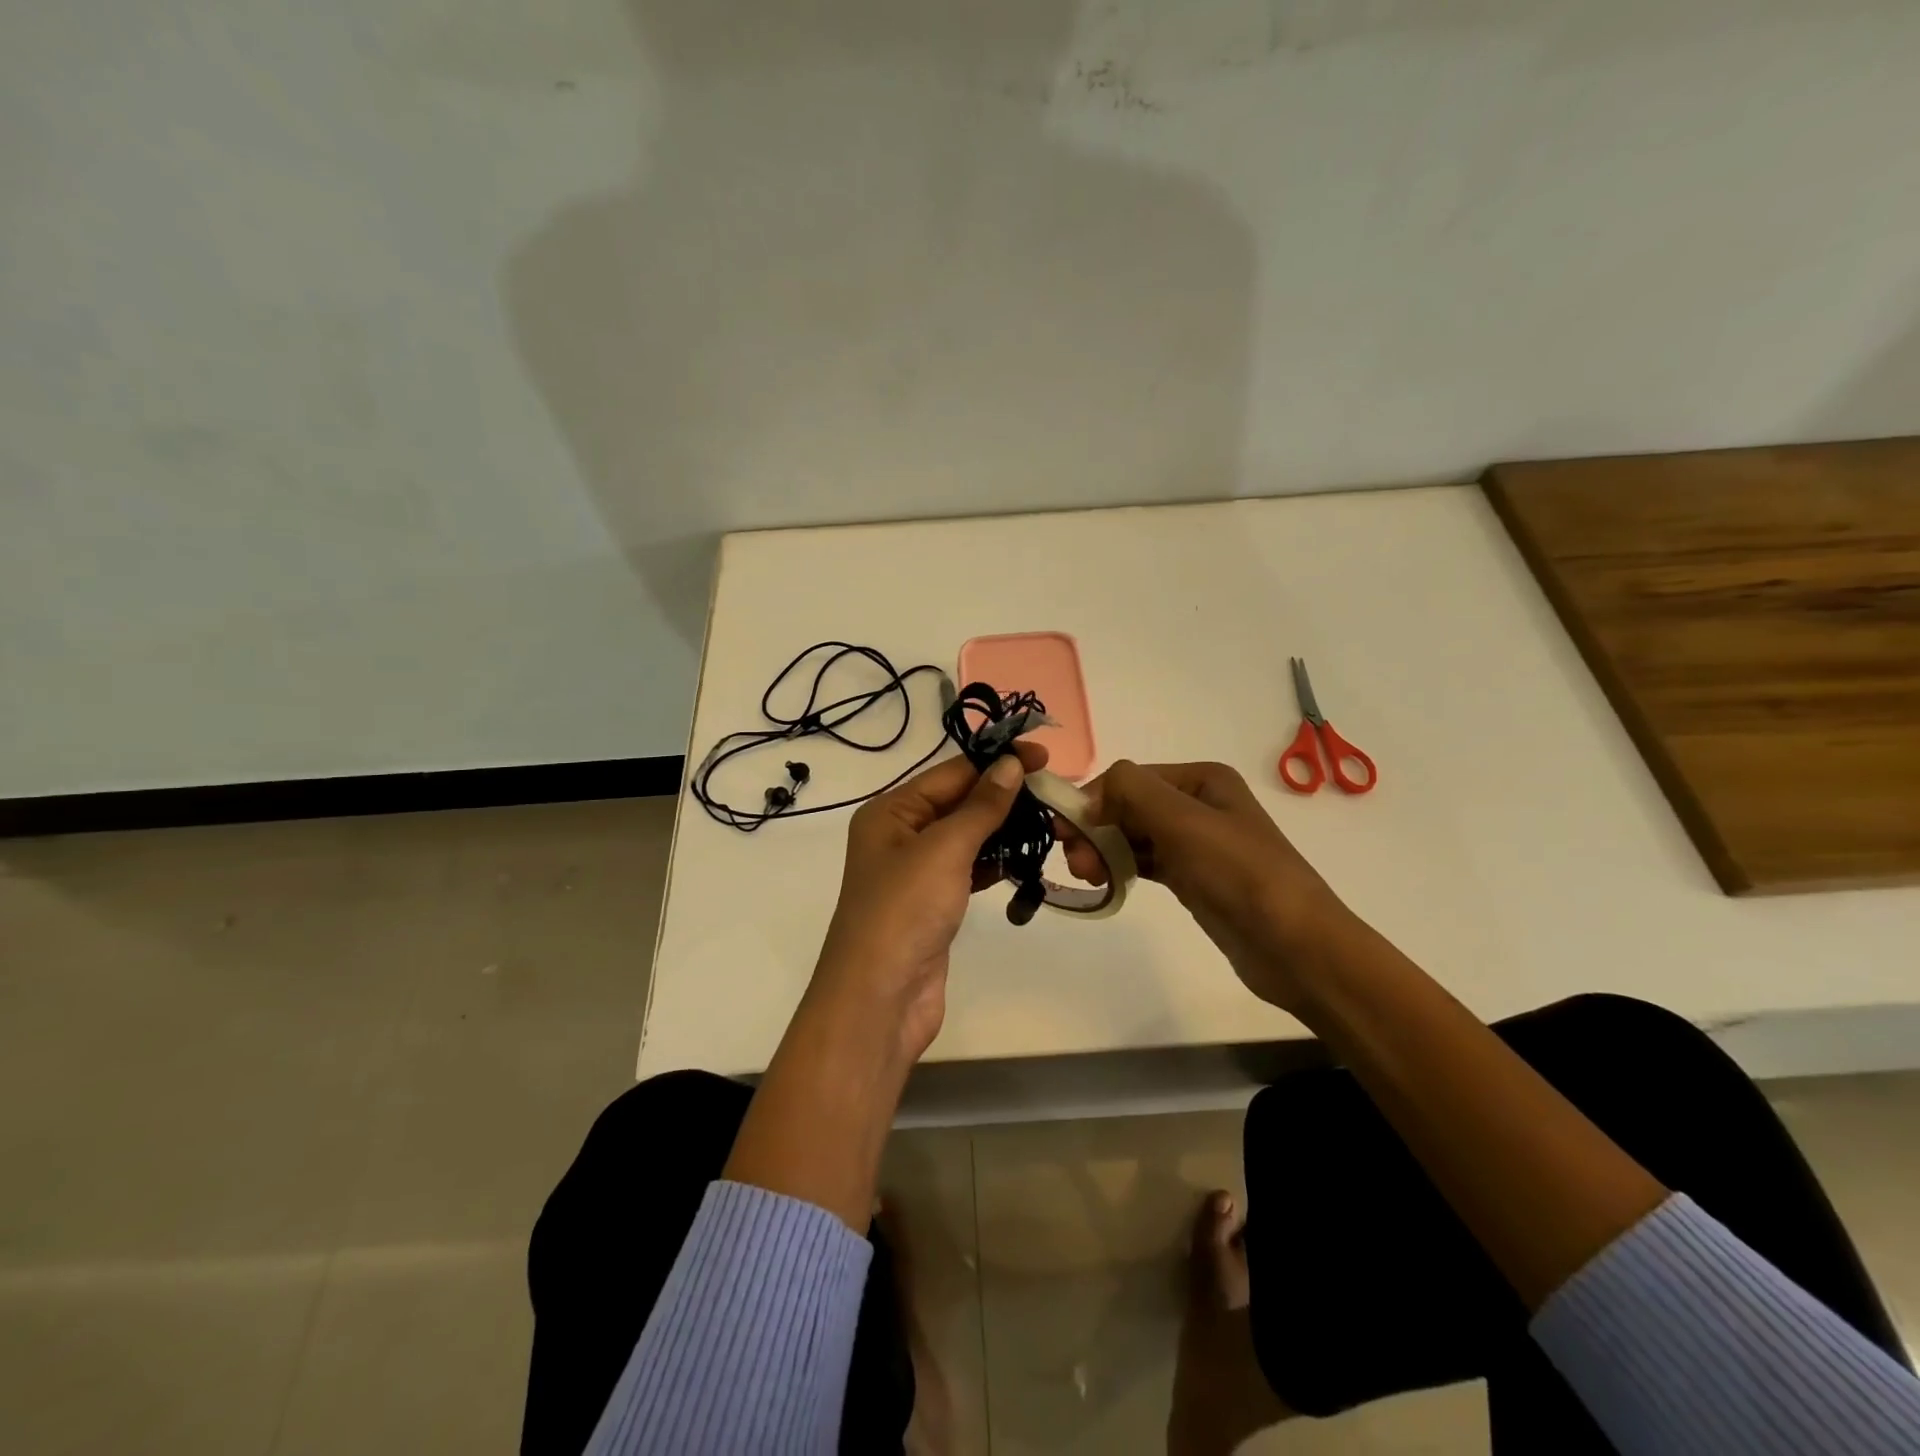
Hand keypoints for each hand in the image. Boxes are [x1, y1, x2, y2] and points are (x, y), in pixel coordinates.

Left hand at [810, 739, 1048, 1067]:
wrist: (880, 999)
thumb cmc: (905, 911)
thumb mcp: (944, 849)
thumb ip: (981, 806)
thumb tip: (1011, 764)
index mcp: (890, 812)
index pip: (951, 774)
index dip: (997, 762)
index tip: (1043, 757)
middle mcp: (900, 835)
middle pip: (960, 803)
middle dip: (1005, 797)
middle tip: (1056, 794)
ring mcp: (917, 873)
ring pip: (969, 838)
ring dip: (1005, 830)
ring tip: (1052, 824)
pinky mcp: (935, 904)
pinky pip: (970, 870)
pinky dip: (997, 863)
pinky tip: (1027, 859)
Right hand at [1058, 760, 1350, 1012]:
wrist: (1295, 946)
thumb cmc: (1239, 874)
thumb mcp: (1184, 821)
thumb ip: (1132, 791)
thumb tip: (1091, 793)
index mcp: (1201, 779)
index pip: (1130, 779)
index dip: (1094, 800)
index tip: (1065, 831)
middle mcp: (1198, 804)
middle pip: (1128, 806)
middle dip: (1096, 829)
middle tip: (1075, 862)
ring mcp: (1195, 843)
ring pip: (1133, 836)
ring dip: (1104, 850)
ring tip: (1087, 876)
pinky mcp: (1192, 878)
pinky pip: (1144, 863)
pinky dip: (1121, 868)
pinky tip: (1103, 882)